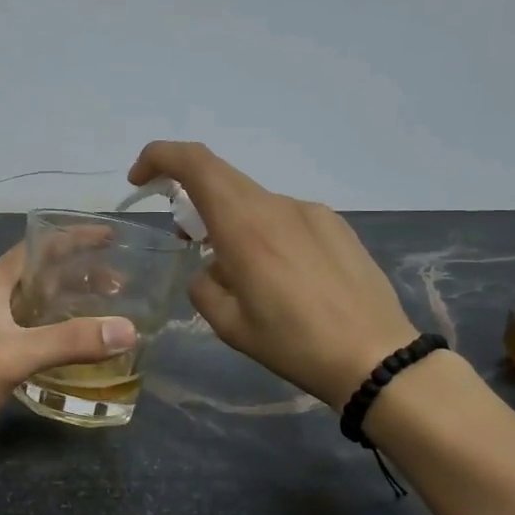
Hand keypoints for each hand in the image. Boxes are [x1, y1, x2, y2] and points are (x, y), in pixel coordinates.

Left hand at [0, 245, 137, 477]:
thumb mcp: (16, 354)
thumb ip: (71, 340)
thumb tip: (129, 329)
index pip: (38, 247)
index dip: (74, 238)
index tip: (111, 238)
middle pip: (41, 276)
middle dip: (80, 275)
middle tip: (120, 285)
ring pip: (38, 306)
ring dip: (70, 305)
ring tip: (107, 313)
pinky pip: (32, 334)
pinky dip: (58, 334)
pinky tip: (79, 348)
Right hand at [127, 141, 418, 407]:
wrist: (375, 357)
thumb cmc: (293, 344)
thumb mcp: (229, 325)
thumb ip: (204, 285)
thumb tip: (212, 269)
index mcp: (244, 225)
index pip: (194, 163)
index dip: (159, 157)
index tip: (140, 180)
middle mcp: (277, 205)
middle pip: (222, 178)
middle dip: (192, 197)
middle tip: (187, 237)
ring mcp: (311, 211)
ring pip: (255, 203)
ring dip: (233, 223)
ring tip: (245, 275)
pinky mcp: (336, 225)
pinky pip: (286, 218)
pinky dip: (266, 234)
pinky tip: (284, 278)